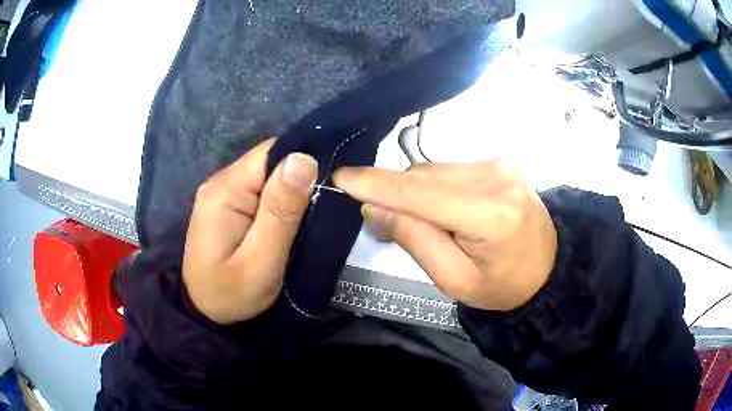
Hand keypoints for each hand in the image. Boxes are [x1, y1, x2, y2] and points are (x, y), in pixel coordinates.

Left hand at [183, 139, 317, 323]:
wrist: (205, 312)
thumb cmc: (232, 294)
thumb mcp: (261, 261)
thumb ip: (281, 211)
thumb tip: (303, 158)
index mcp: (225, 190)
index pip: (271, 153)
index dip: (302, 163)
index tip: (326, 187)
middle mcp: (221, 182)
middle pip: (269, 163)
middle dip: (297, 182)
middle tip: (317, 213)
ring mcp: (222, 193)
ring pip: (267, 177)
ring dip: (289, 194)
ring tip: (305, 220)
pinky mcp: (227, 205)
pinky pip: (259, 191)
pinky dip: (278, 203)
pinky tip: (287, 221)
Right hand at [333, 161, 556, 311]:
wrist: (547, 267)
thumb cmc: (501, 285)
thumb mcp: (453, 279)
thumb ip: (414, 239)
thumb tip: (373, 208)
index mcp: (491, 214)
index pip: (420, 193)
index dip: (377, 185)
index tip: (342, 178)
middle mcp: (497, 177)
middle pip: (424, 177)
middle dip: (396, 196)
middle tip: (382, 222)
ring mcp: (500, 163)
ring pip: (434, 170)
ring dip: (416, 192)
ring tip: (423, 222)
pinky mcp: (499, 160)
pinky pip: (449, 169)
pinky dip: (435, 187)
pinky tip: (442, 209)